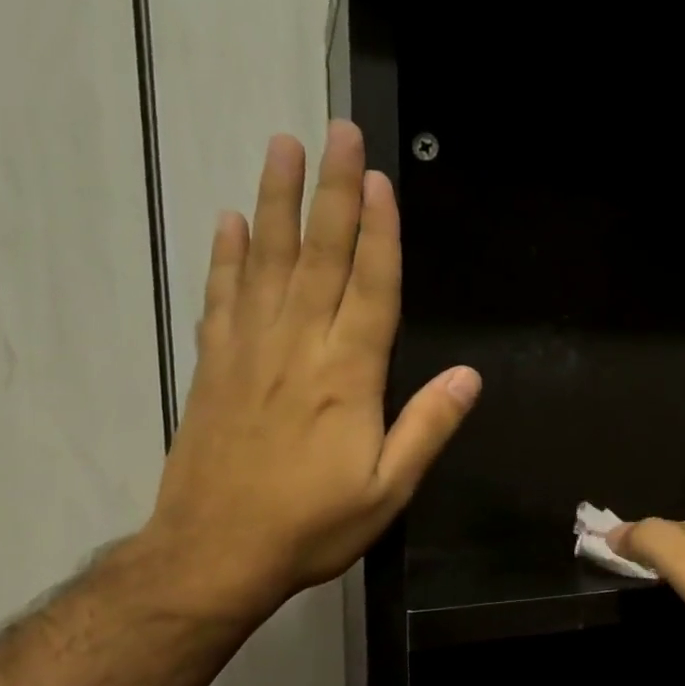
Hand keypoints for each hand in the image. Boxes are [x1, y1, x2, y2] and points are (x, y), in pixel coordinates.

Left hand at [143, 123, 479, 620]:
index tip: (378, 179)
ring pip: (266, 262)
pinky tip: (230, 221)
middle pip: (318, 256)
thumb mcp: (389, 489)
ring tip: (280, 147)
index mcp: (347, 376)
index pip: (369, 288)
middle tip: (335, 132)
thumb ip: (428, 427)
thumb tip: (470, 376)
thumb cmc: (312, 524)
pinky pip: (221, 297)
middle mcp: (298, 348)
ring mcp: (249, 351)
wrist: (214, 552)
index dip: (378, 233)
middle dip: (331, 192)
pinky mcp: (214, 366)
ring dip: (276, 202)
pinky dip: (226, 256)